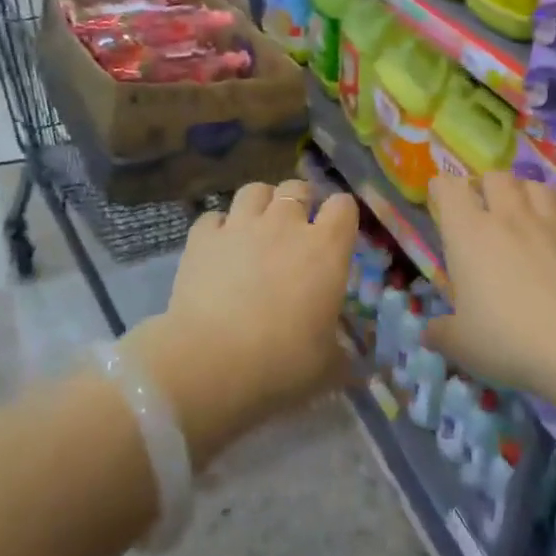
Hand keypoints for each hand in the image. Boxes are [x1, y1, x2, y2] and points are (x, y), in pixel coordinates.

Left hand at [132, 179, 358, 463]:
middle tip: (296, 230)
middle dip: (300, 202)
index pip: (343, 206)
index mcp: (326, 248)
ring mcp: (240, 226)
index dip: (342, 215)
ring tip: (257, 227)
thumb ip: (343, 355)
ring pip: (254, 190)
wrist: (211, 364)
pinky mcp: (201, 239)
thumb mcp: (328, 366)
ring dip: (260, 203)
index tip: (338, 233)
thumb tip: (354, 363)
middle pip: (297, 188)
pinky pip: (213, 217)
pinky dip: (218, 228)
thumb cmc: (283, 363)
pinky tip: (218, 248)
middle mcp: (285, 225)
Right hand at [425, 171, 555, 395]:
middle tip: (484, 205)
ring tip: (524, 211)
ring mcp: (552, 224)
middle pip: (496, 178)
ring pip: (537, 186)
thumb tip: (429, 333)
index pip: (450, 190)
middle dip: (487, 185)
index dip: (443, 187)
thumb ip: (441, 333)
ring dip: (526, 193)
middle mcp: (509, 217)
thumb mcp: (462, 345)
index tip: (440, 195)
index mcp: (470, 234)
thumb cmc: (509, 340)